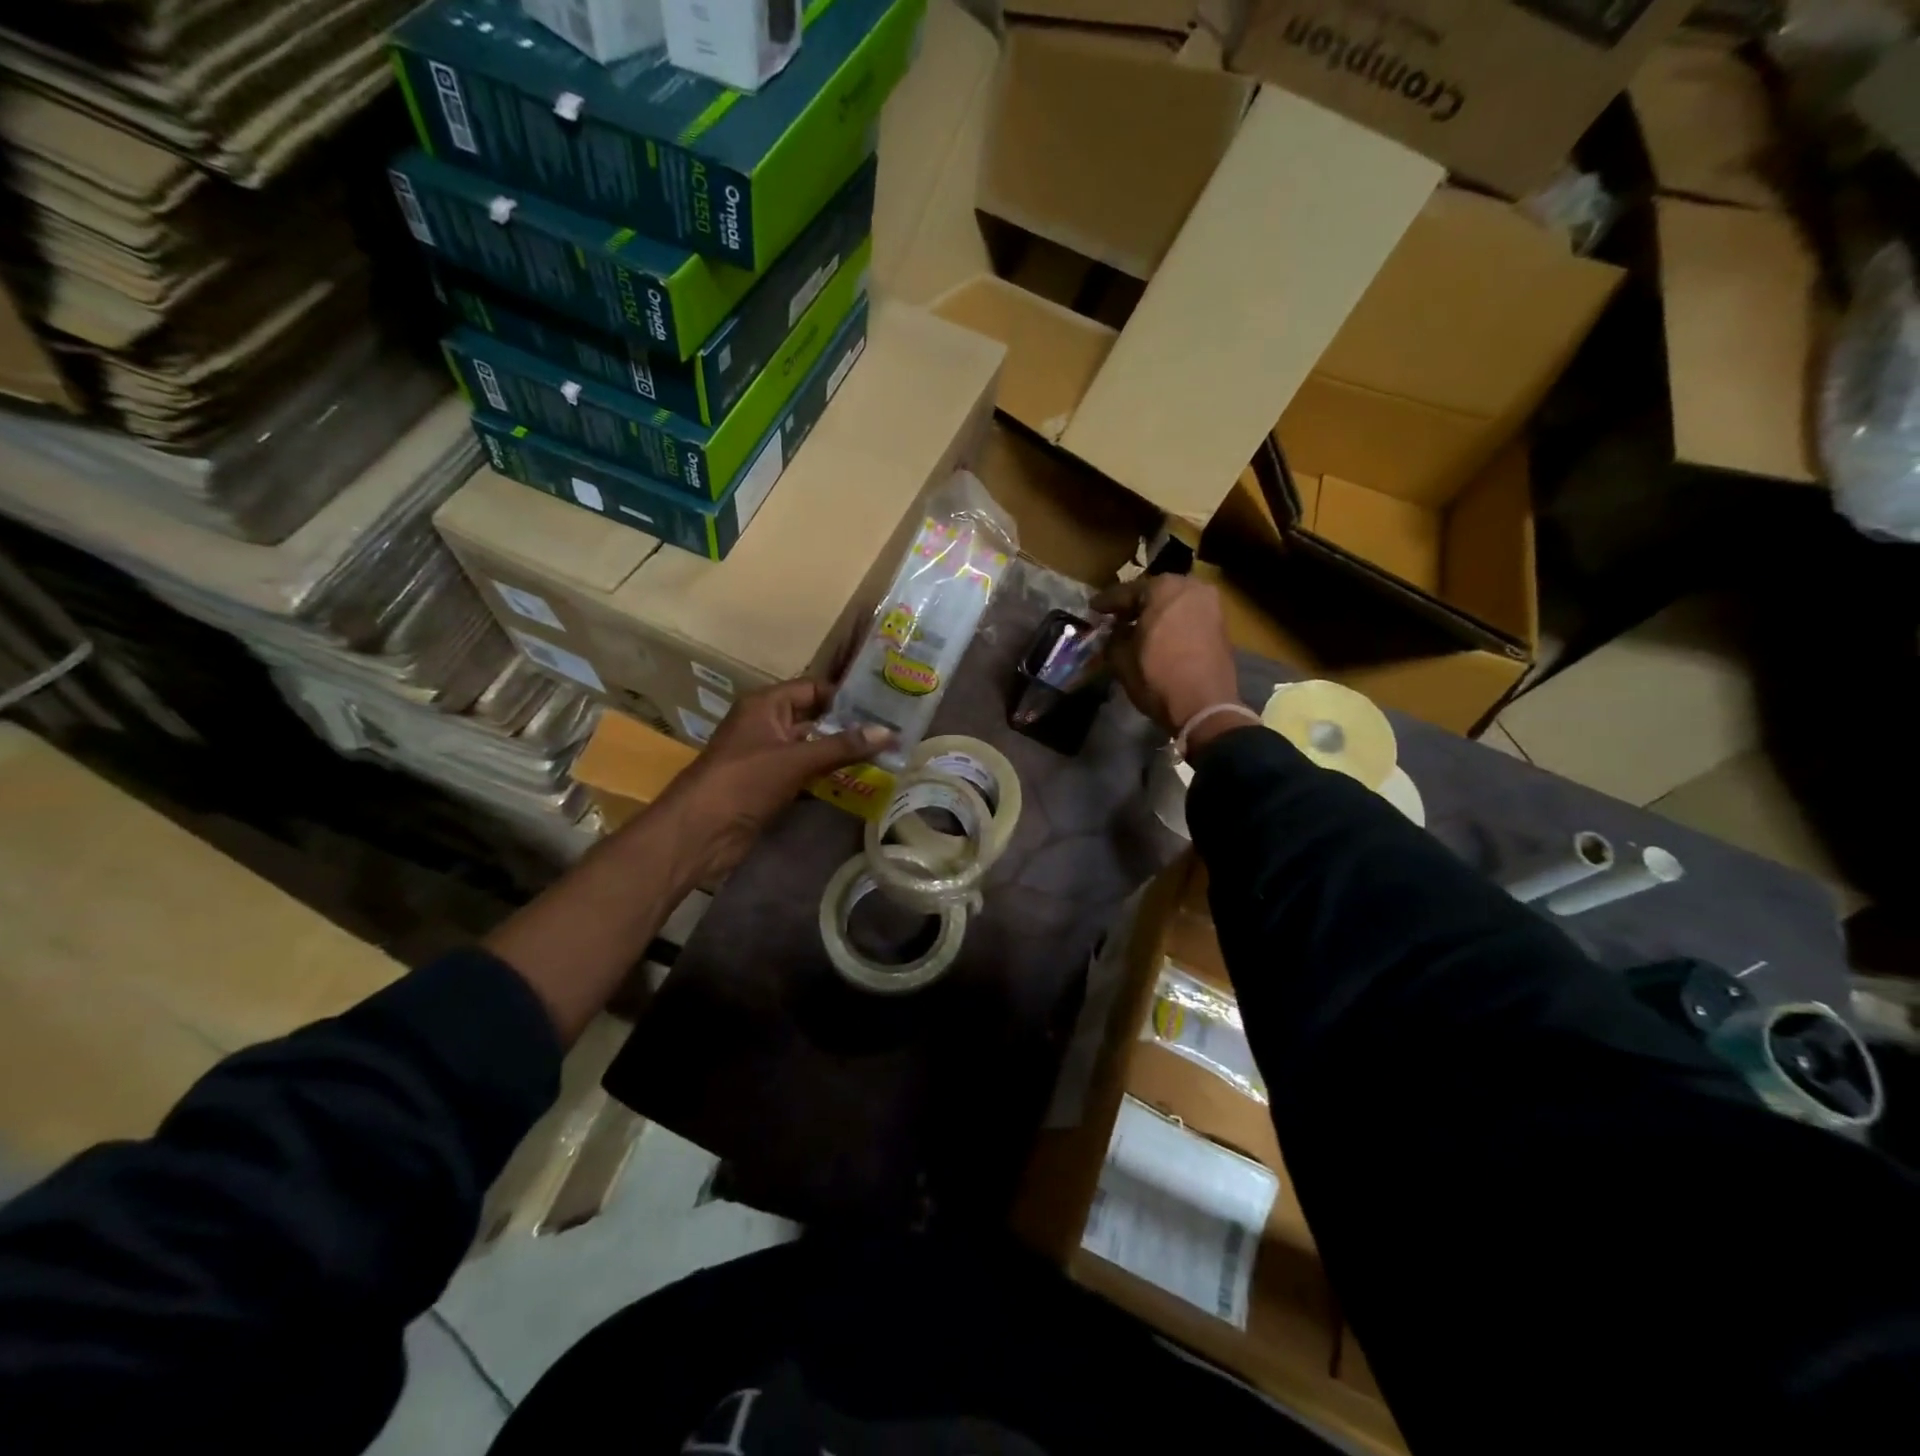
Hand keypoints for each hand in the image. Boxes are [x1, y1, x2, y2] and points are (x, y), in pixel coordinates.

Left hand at [656, 679, 891, 885]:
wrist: (700, 832)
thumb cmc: (744, 782)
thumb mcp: (796, 759)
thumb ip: (842, 747)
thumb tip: (888, 732)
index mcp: (765, 705)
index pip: (813, 689)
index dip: (845, 696)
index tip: (883, 704)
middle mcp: (766, 725)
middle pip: (815, 718)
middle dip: (848, 726)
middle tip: (891, 731)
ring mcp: (767, 756)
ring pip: (812, 748)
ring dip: (841, 754)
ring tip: (883, 756)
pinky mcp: (770, 785)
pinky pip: (805, 773)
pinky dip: (828, 777)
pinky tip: (859, 782)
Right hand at [1093, 575, 1242, 743]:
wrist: (1204, 706)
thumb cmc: (1157, 677)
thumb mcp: (1121, 658)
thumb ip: (1113, 637)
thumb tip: (1115, 632)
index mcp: (1163, 588)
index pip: (1126, 591)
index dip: (1106, 602)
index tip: (1093, 609)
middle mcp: (1190, 587)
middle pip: (1154, 593)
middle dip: (1134, 605)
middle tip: (1116, 617)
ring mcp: (1211, 604)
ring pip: (1174, 603)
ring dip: (1156, 613)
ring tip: (1138, 627)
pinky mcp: (1221, 624)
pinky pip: (1189, 615)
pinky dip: (1173, 622)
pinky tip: (1160, 636)